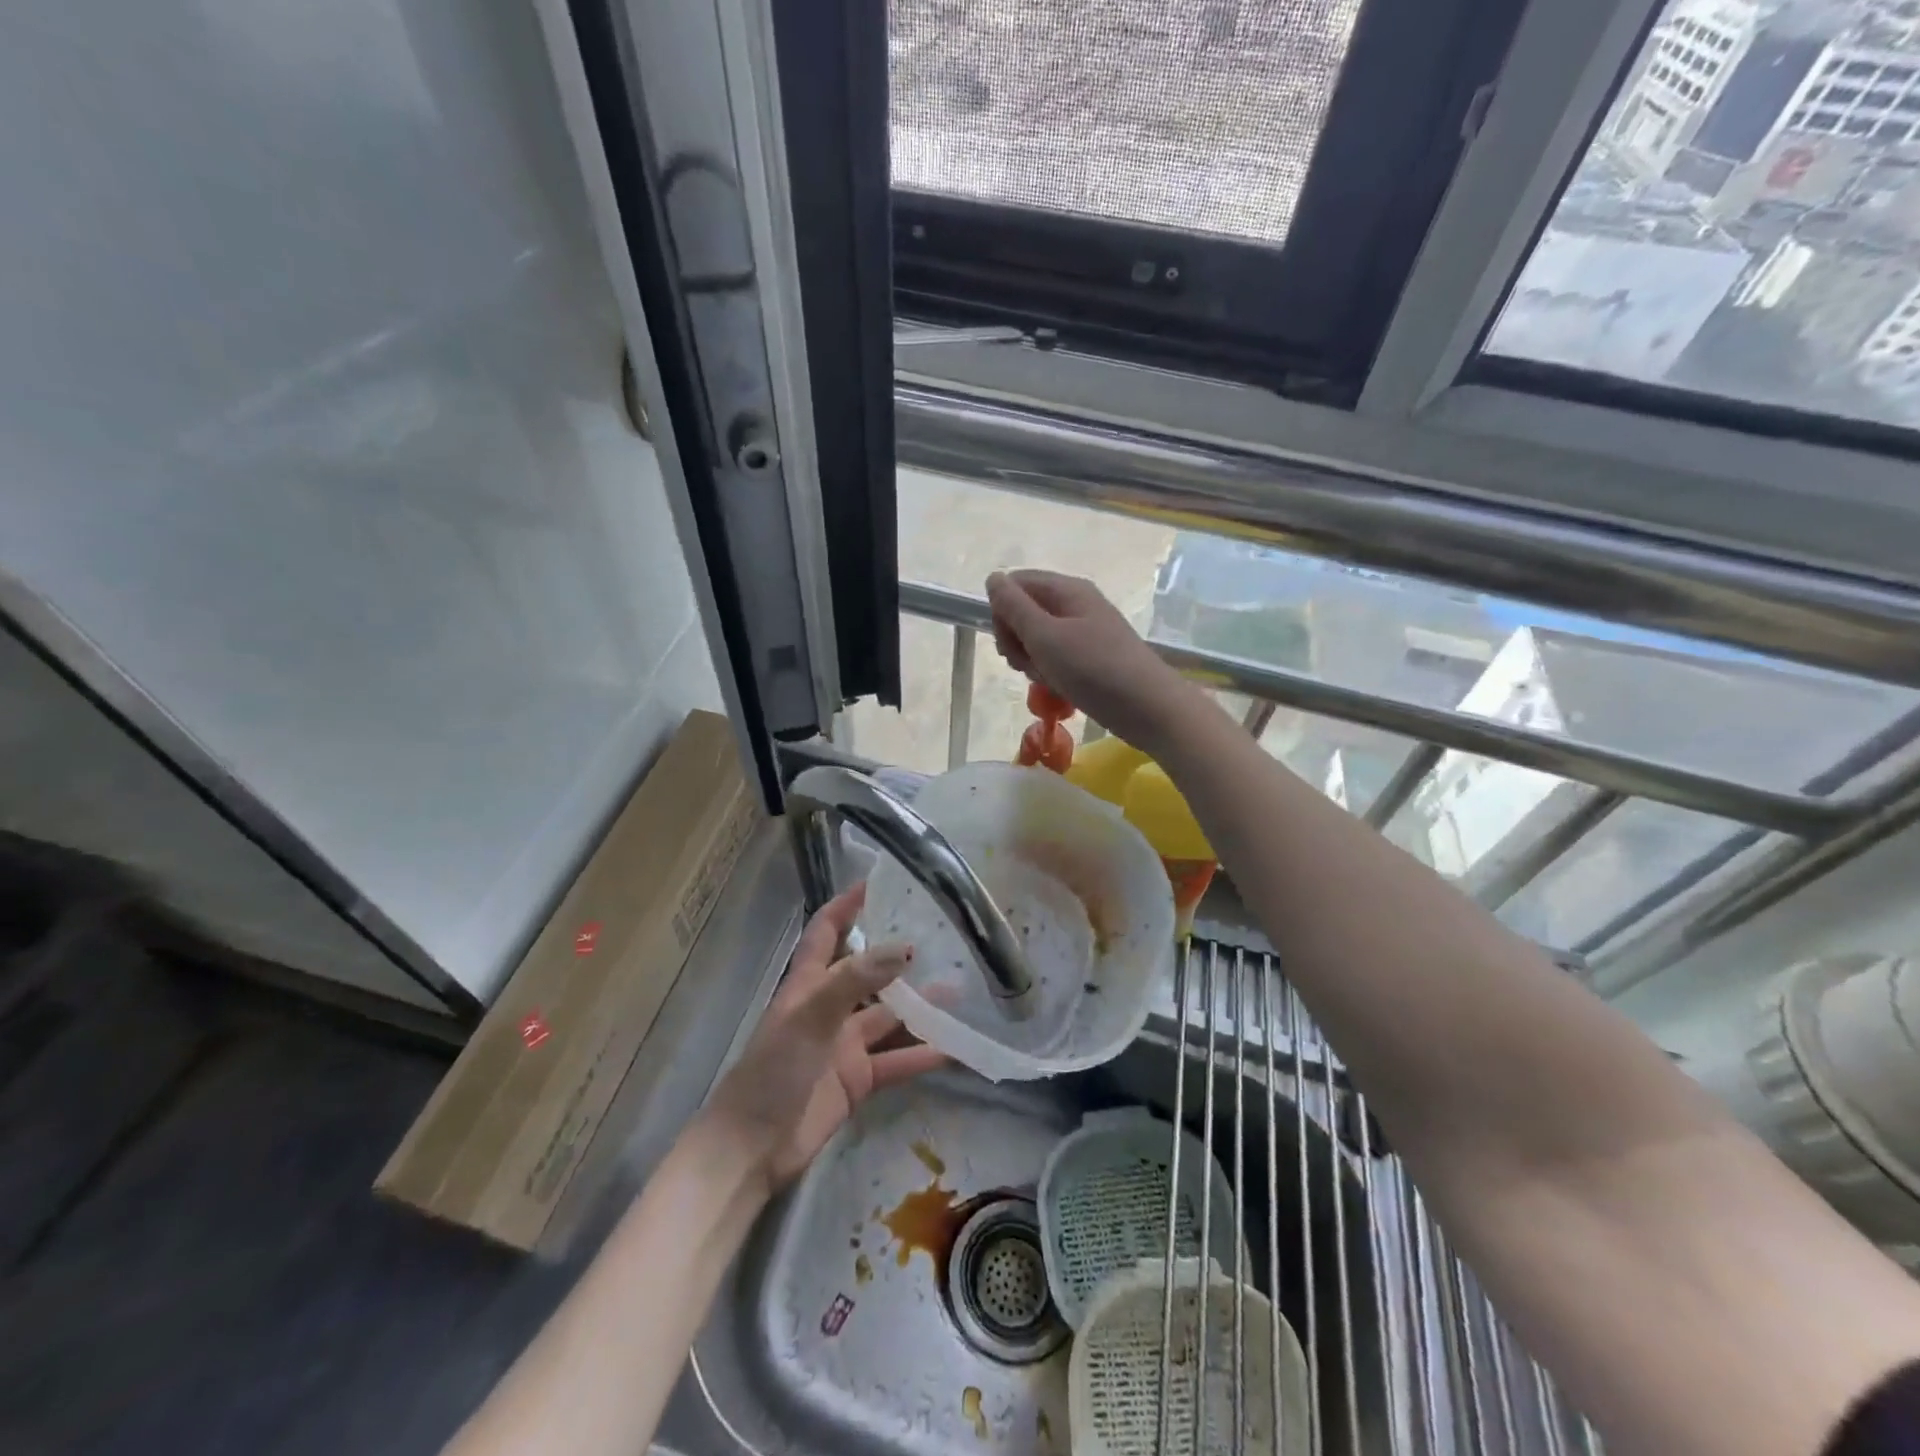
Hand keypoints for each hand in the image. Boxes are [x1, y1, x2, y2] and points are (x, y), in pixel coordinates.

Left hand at [703, 884, 944, 1190]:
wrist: (753, 1148)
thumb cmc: (773, 1071)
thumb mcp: (811, 1018)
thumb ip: (855, 980)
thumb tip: (903, 947)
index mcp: (809, 984)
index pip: (826, 931)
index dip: (846, 907)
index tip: (876, 884)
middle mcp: (830, 1008)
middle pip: (868, 972)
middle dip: (898, 957)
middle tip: (940, 938)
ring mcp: (845, 1045)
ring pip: (889, 1016)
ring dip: (920, 1006)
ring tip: (959, 990)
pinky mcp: (858, 1079)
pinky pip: (897, 1060)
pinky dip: (923, 1054)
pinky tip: (955, 1046)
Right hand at [986, 569, 1196, 754]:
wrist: (1147, 707)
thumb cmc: (1093, 668)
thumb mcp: (1045, 636)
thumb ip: (1014, 607)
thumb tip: (993, 578)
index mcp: (1067, 589)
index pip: (1016, 584)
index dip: (1002, 611)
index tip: (1007, 642)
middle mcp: (1076, 604)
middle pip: (1025, 611)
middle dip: (1015, 639)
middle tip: (1025, 664)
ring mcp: (1084, 632)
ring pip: (1038, 638)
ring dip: (1031, 659)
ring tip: (1046, 678)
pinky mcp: (1090, 657)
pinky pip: (1057, 657)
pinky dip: (1050, 671)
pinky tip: (1058, 687)